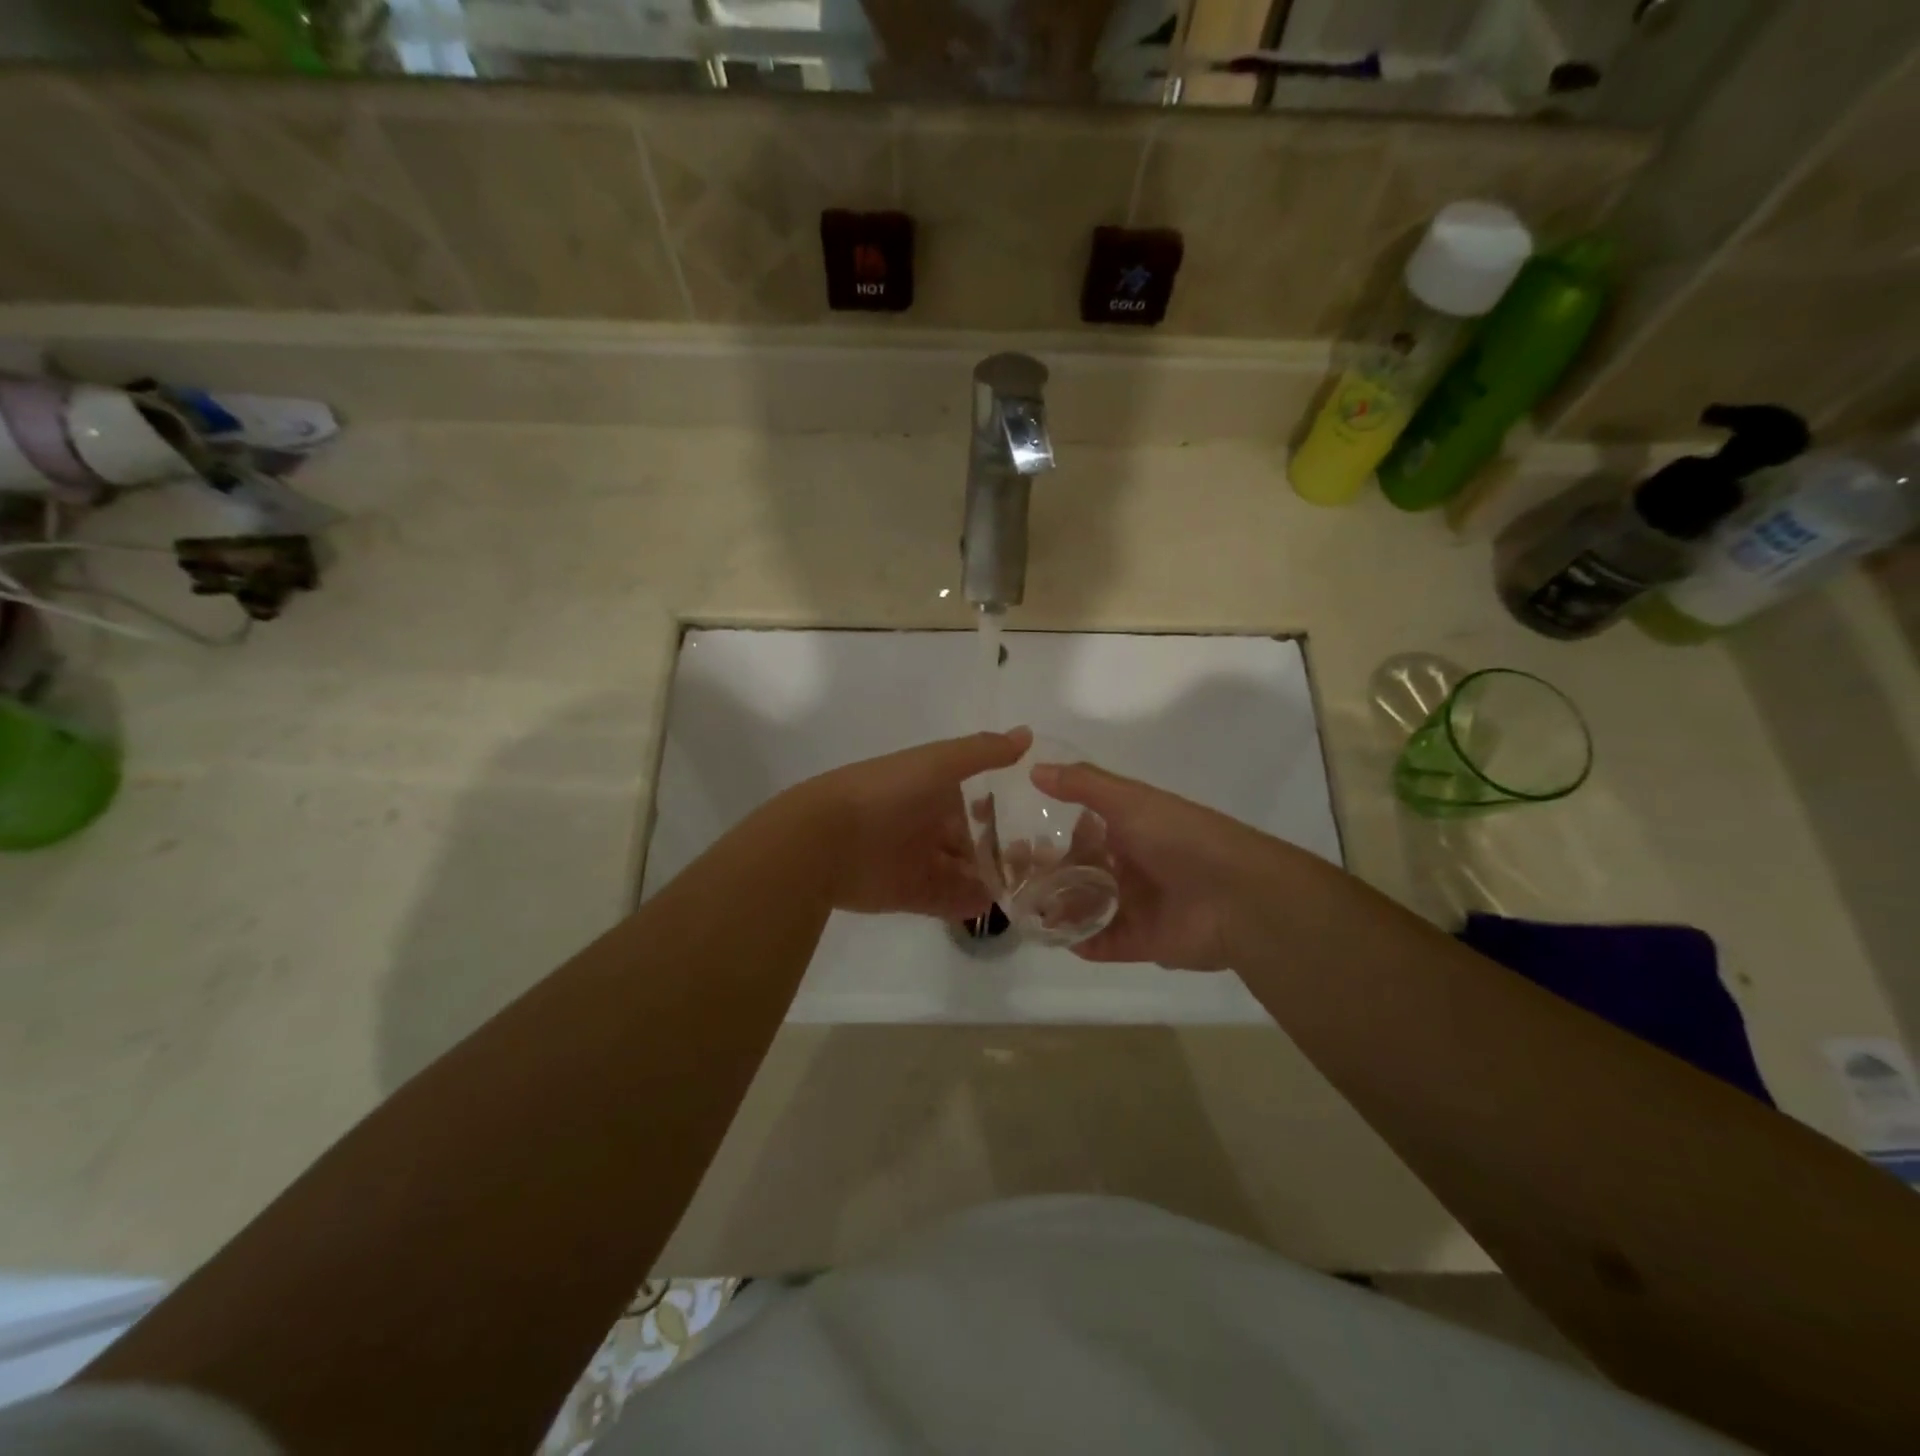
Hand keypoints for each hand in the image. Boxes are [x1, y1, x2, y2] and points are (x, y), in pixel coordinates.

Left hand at [796, 727, 1030, 918]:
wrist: (825, 839)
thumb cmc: (886, 793)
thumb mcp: (937, 763)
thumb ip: (982, 752)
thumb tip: (1028, 734)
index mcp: (932, 791)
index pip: (976, 803)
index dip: (1002, 812)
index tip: (1038, 822)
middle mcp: (927, 826)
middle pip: (972, 842)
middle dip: (1001, 852)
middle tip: (1041, 865)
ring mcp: (919, 862)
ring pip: (964, 873)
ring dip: (990, 880)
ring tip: (1028, 889)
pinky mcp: (910, 894)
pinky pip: (948, 901)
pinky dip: (969, 904)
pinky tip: (995, 905)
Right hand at [1030, 760, 1281, 970]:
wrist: (1236, 896)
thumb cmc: (1179, 838)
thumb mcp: (1129, 800)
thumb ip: (1082, 785)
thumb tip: (1034, 768)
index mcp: (1132, 830)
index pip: (1083, 832)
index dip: (1052, 836)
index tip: (1020, 841)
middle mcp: (1133, 866)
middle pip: (1081, 871)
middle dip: (1050, 876)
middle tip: (1015, 881)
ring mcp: (1138, 905)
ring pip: (1087, 908)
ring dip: (1059, 910)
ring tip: (1027, 911)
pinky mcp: (1144, 942)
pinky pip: (1104, 942)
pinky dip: (1081, 941)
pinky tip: (1055, 937)